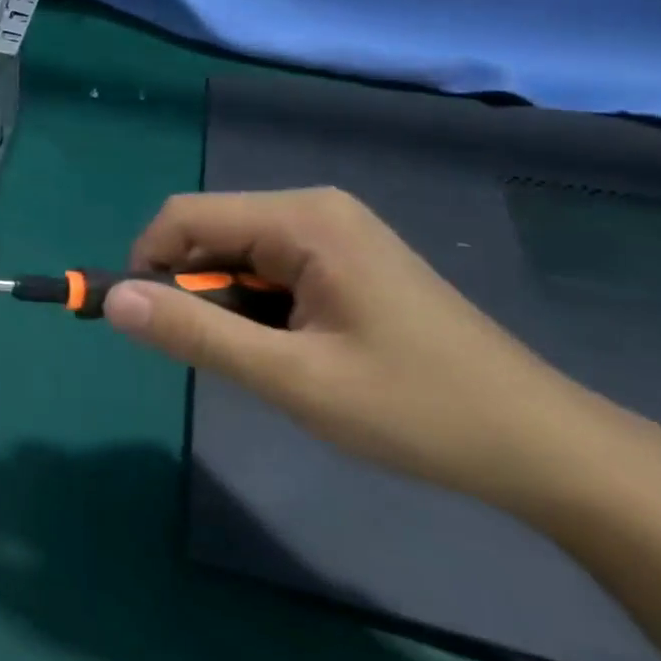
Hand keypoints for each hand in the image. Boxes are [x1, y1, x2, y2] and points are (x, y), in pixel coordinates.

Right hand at [104, 188, 628, 513]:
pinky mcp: (345, 260)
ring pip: (235, 256)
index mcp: (302, 219)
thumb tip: (113, 301)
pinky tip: (292, 352)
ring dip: (226, 306)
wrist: (547, 450)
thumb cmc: (417, 410)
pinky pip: (268, 270)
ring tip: (268, 363)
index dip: (147, 265)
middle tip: (222, 359)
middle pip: (209, 233)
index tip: (148, 327)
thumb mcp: (292, 379)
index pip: (184, 217)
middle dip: (193, 291)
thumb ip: (196, 334)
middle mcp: (313, 210)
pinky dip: (256, 309)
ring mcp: (333, 233)